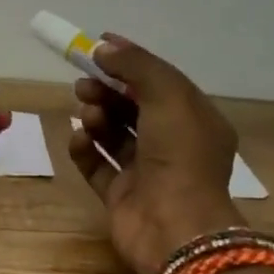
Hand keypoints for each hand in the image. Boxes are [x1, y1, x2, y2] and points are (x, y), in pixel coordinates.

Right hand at [67, 34, 244, 273]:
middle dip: (107, 91)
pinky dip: (85, 150)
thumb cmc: (179, 155)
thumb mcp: (167, 95)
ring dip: (97, 117)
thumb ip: (136, 65)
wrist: (174, 227)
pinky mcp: (121, 196)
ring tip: (87, 113)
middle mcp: (173, 145)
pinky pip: (97, 166)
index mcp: (195, 120)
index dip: (130, 61)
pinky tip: (78, 139)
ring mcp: (146, 172)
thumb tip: (102, 48)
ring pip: (114, 134)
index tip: (96, 46)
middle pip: (133, 107)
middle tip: (83, 84)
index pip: (160, 81)